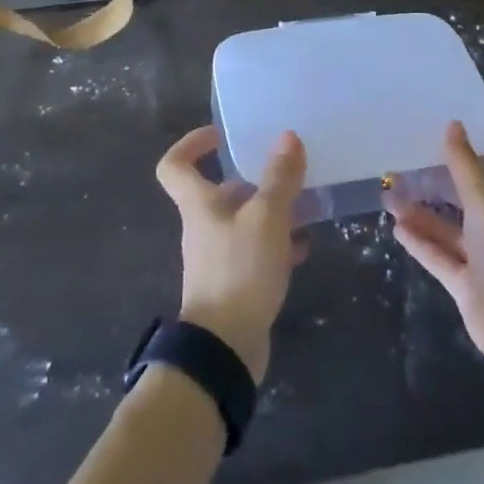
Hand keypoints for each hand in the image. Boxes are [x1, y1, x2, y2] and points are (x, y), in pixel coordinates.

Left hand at [155, 126, 306, 382]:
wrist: (225, 348)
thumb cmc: (239, 270)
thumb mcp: (266, 217)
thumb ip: (279, 177)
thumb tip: (287, 136)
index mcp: (199, 205)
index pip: (175, 165)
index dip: (192, 144)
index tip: (222, 135)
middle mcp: (204, 226)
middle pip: (222, 192)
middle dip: (255, 179)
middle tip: (288, 170)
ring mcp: (219, 257)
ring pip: (245, 221)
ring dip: (273, 211)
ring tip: (307, 206)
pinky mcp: (236, 283)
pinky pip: (257, 252)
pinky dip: (279, 245)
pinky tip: (305, 247)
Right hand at [386, 113, 483, 394]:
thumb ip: (466, 169)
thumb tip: (452, 125)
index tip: (482, 106)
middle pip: (477, 189)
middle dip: (450, 171)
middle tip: (420, 146)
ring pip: (452, 225)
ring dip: (424, 211)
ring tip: (391, 191)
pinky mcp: (470, 284)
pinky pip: (441, 257)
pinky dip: (421, 243)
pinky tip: (396, 227)